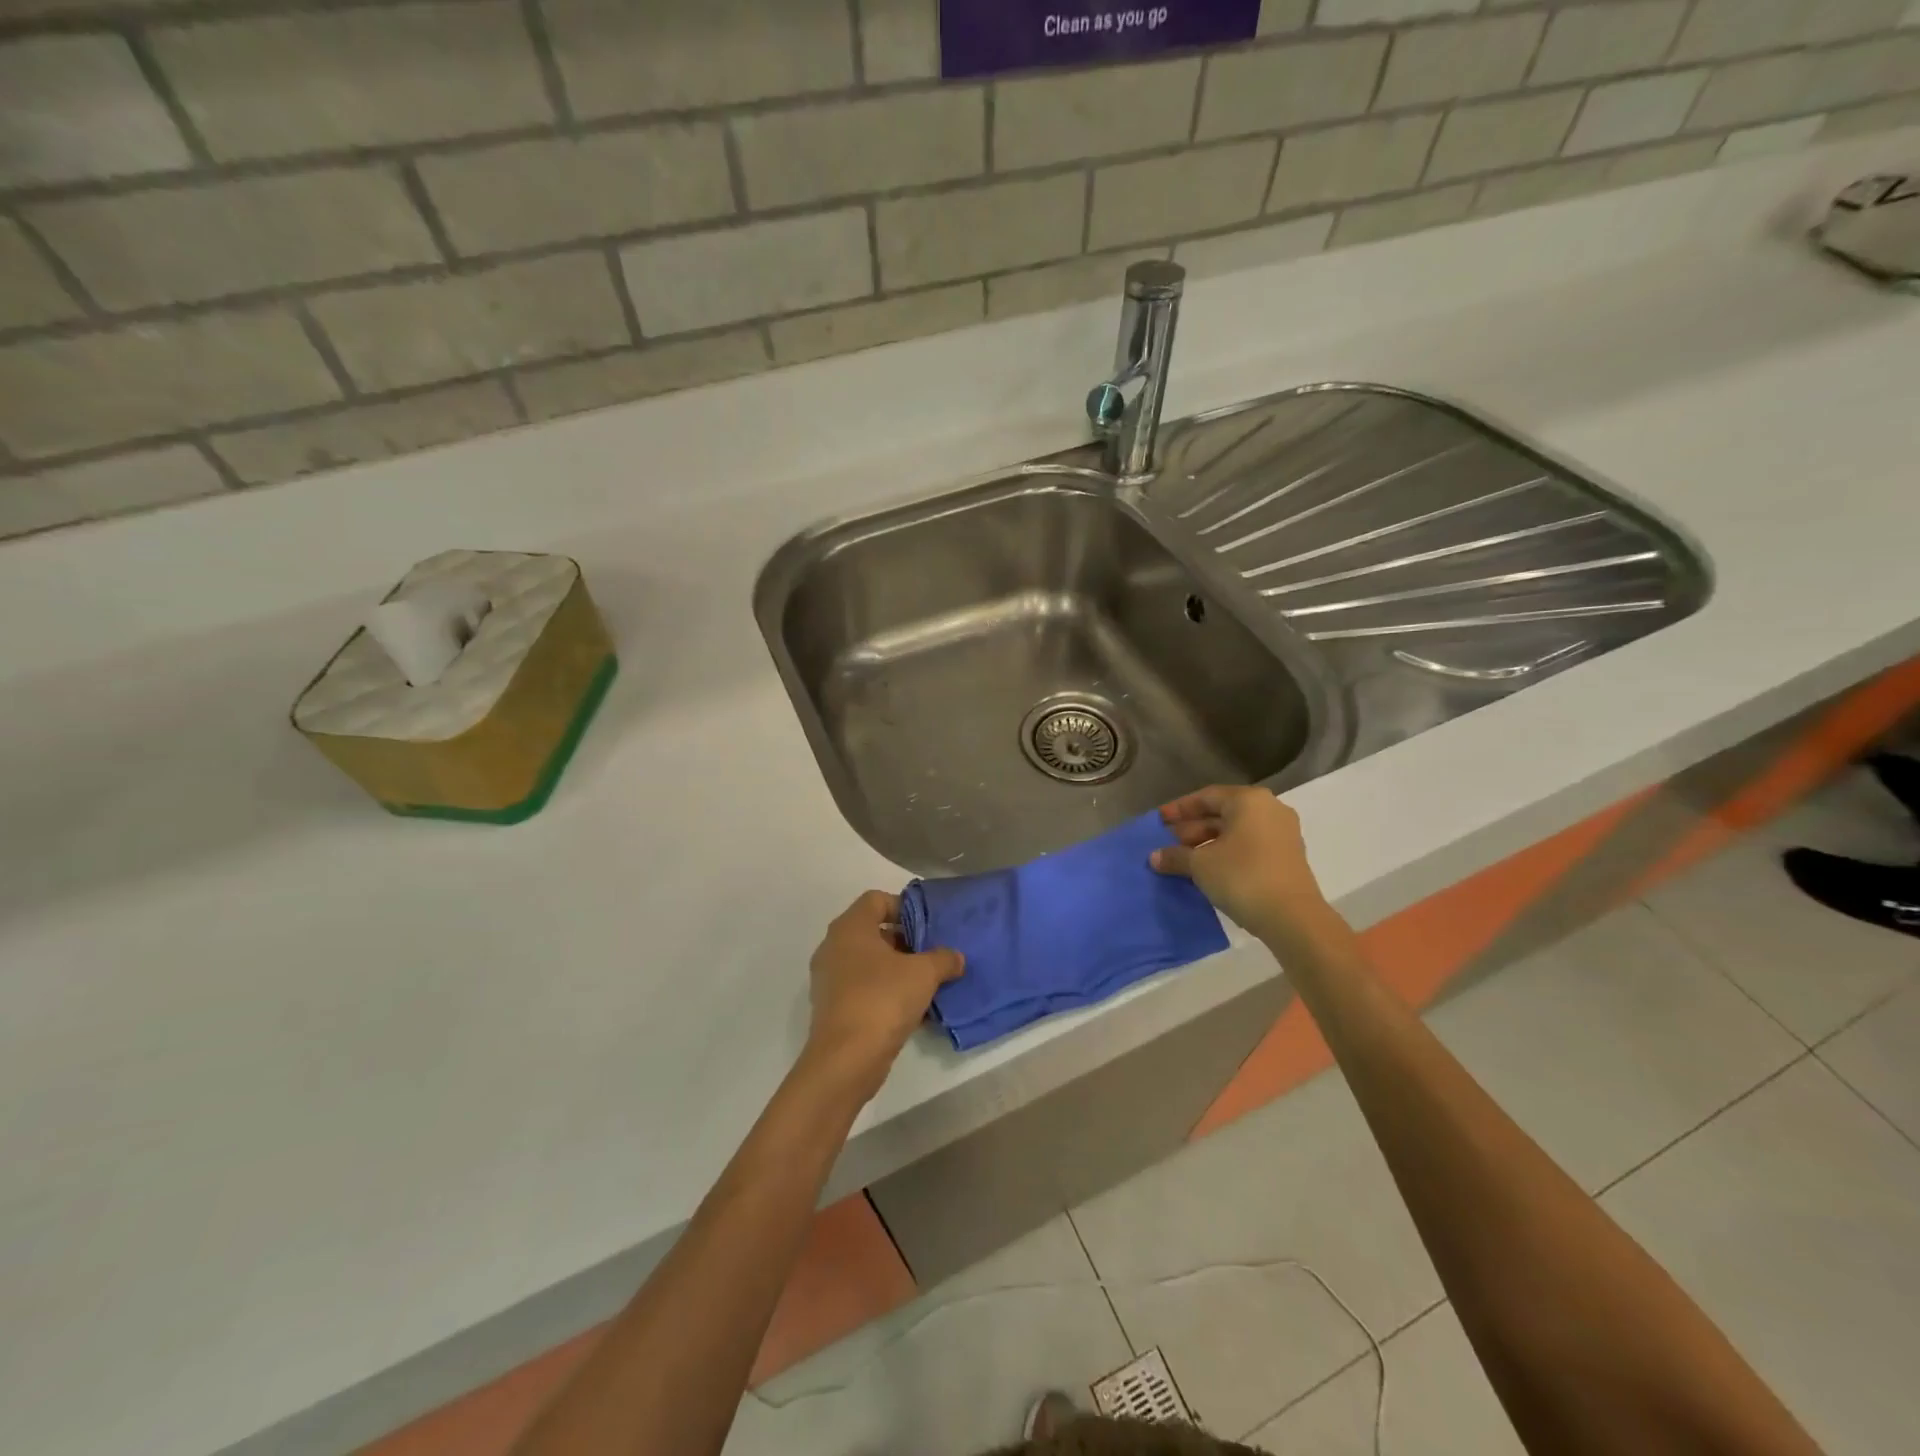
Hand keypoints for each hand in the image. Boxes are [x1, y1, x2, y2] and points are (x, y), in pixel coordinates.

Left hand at [802, 892, 964, 1102]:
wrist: (846, 1060)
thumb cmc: (882, 999)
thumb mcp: (924, 973)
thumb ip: (943, 958)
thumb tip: (955, 957)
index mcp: (850, 928)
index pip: (876, 900)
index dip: (904, 907)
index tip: (928, 926)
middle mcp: (834, 947)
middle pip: (873, 931)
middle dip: (906, 941)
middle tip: (933, 954)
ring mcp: (830, 979)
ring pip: (870, 963)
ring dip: (898, 969)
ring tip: (928, 983)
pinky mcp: (833, 1008)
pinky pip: (864, 988)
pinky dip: (886, 992)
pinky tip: (913, 1010)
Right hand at [1150, 785, 1327, 942]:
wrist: (1293, 918)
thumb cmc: (1242, 877)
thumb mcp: (1200, 865)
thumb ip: (1175, 856)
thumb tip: (1155, 857)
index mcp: (1249, 801)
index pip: (1206, 797)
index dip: (1179, 809)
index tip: (1158, 821)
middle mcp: (1270, 809)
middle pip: (1222, 813)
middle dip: (1192, 828)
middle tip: (1168, 843)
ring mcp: (1283, 833)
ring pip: (1236, 831)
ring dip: (1208, 843)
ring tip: (1184, 860)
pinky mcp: (1288, 857)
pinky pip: (1250, 846)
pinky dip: (1227, 853)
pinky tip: (1208, 871)